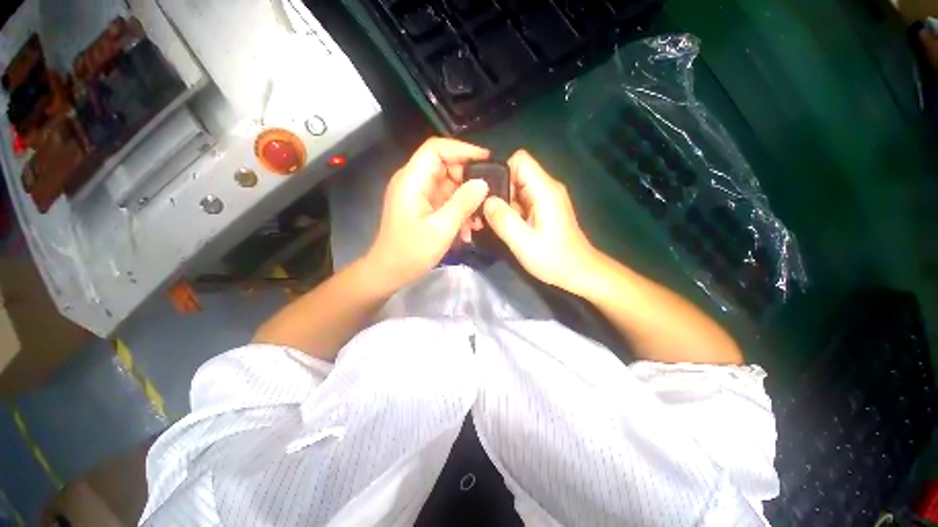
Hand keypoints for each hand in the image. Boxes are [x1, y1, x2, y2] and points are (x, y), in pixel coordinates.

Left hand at [365, 138, 490, 286]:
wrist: (389, 272)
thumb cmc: (411, 252)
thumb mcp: (441, 229)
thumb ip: (463, 203)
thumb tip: (483, 183)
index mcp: (412, 180)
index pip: (436, 149)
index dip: (462, 149)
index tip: (487, 160)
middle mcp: (413, 182)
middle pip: (445, 166)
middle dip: (468, 180)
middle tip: (486, 197)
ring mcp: (417, 194)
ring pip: (448, 184)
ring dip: (465, 199)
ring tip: (479, 219)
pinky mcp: (422, 207)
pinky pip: (444, 200)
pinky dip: (458, 210)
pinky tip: (468, 228)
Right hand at [483, 150, 597, 292]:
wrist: (579, 272)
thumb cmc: (554, 259)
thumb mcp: (523, 242)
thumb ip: (503, 220)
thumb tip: (485, 200)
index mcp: (545, 190)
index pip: (520, 160)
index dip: (500, 172)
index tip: (486, 193)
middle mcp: (547, 188)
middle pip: (516, 174)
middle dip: (497, 190)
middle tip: (483, 212)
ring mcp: (546, 199)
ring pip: (516, 189)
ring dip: (501, 203)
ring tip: (488, 221)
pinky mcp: (543, 210)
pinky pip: (521, 201)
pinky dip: (509, 211)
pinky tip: (501, 226)